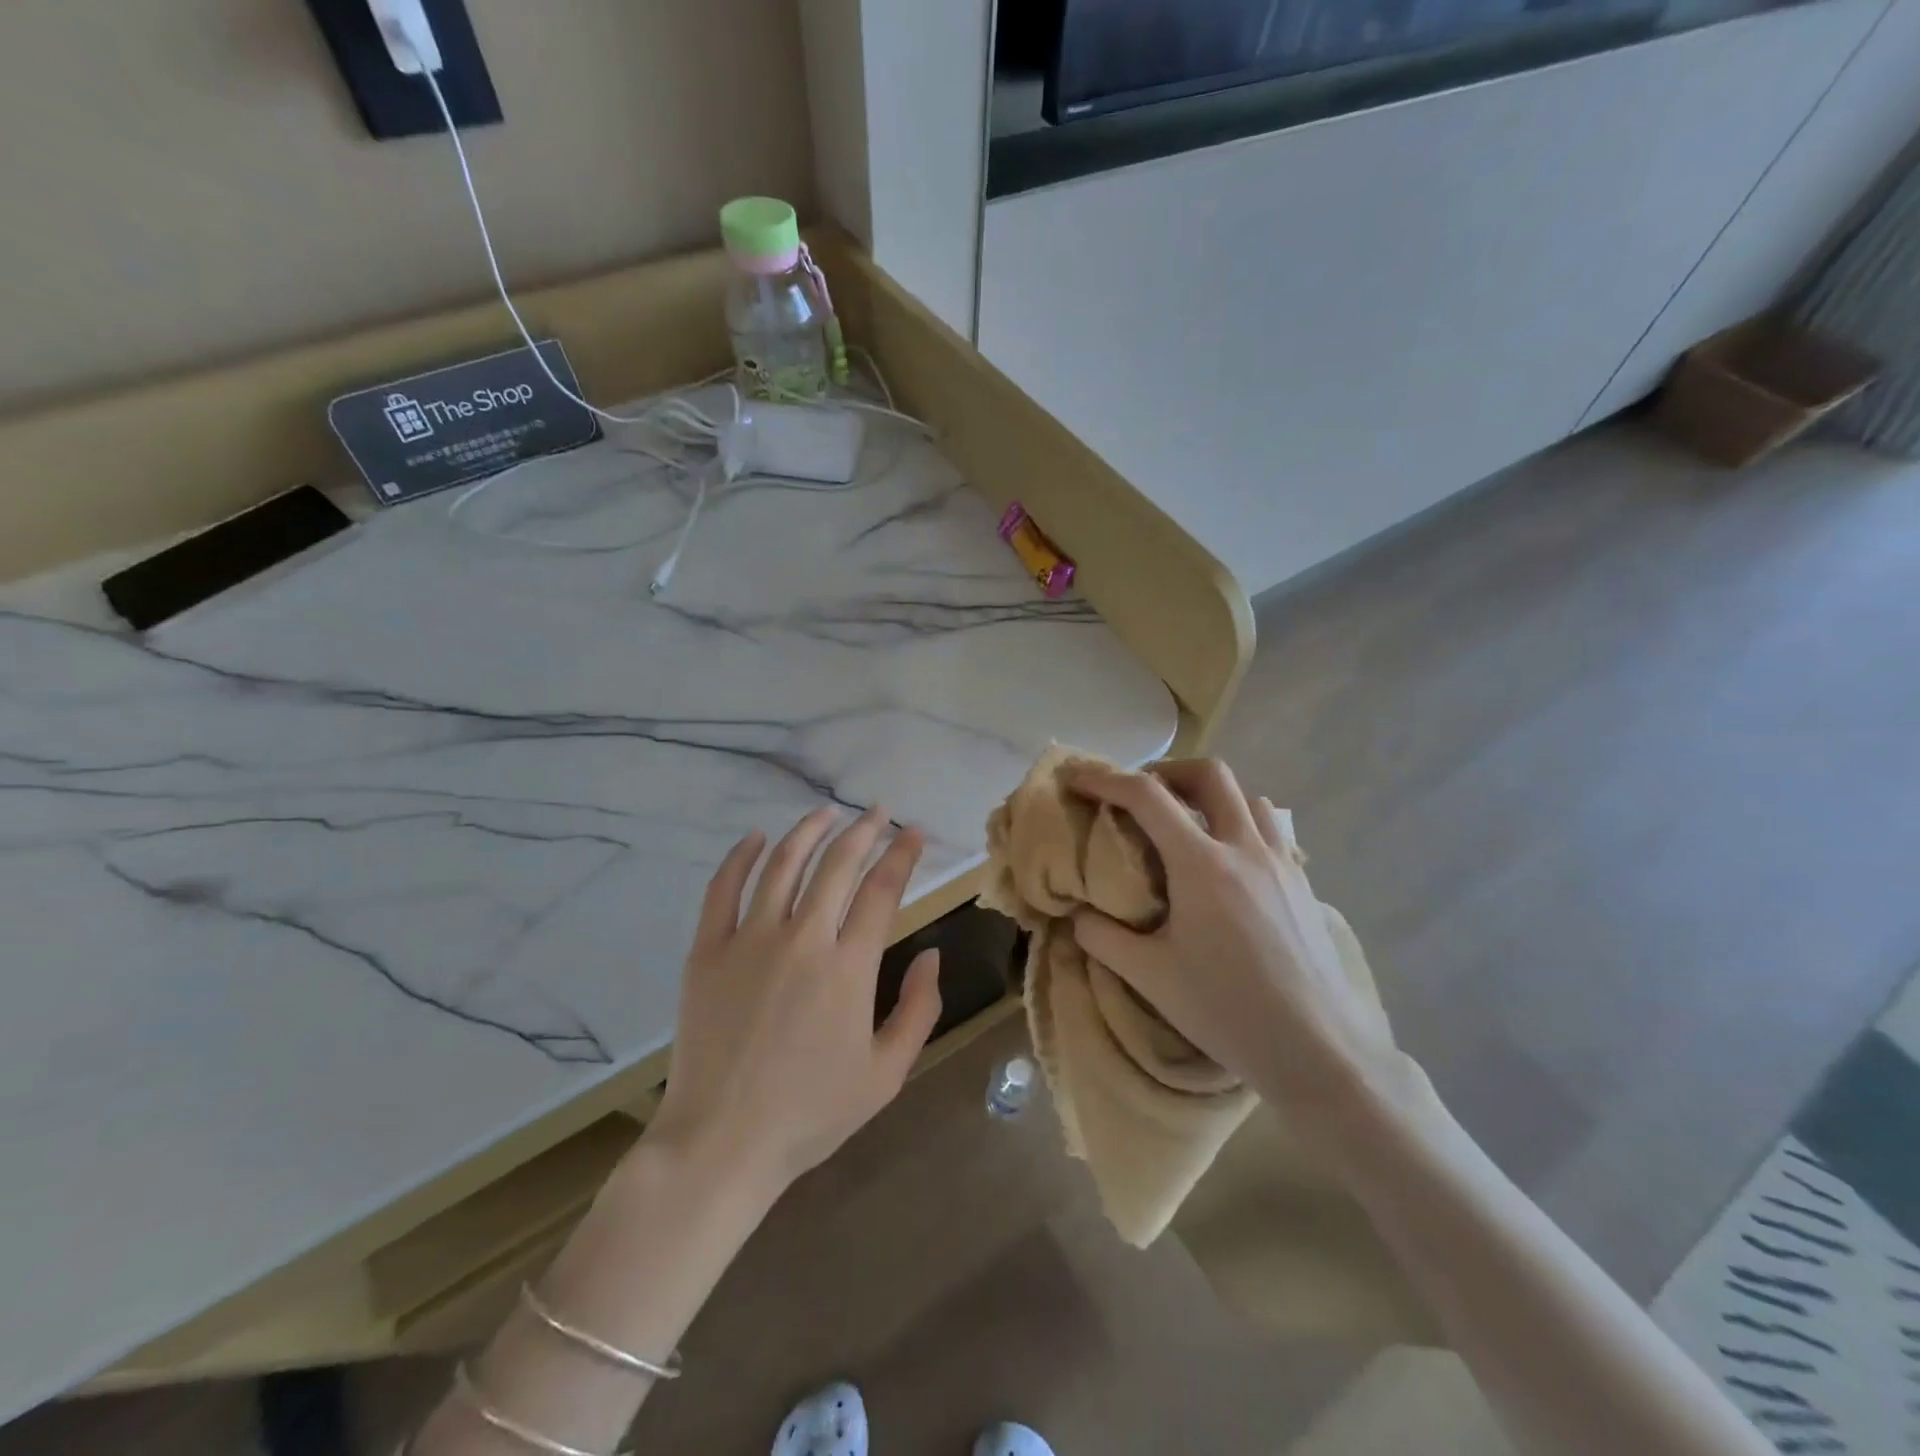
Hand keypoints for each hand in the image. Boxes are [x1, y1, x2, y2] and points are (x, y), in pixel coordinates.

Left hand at [645, 806, 942, 1199]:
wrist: (722, 1142)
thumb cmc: (811, 1113)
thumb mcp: (886, 1073)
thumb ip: (919, 1009)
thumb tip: (931, 953)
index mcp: (849, 967)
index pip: (882, 889)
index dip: (902, 854)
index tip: (913, 832)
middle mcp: (802, 939)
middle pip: (838, 864)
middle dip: (864, 830)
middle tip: (878, 813)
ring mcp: (749, 940)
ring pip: (783, 864)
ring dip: (809, 831)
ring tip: (828, 813)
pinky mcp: (708, 951)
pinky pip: (723, 888)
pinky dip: (740, 856)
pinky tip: (756, 837)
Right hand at [1068, 759, 1398, 1110]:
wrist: (1320, 1052)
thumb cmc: (1229, 1012)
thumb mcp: (1152, 978)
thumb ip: (1104, 938)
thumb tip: (1079, 915)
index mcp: (1202, 866)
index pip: (1147, 797)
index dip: (1106, 780)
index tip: (1079, 780)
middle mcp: (1245, 849)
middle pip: (1209, 775)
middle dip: (1166, 771)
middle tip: (1139, 795)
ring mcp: (1282, 863)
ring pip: (1247, 797)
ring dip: (1209, 796)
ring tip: (1185, 824)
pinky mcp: (1303, 884)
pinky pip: (1270, 830)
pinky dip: (1239, 824)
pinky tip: (1227, 864)